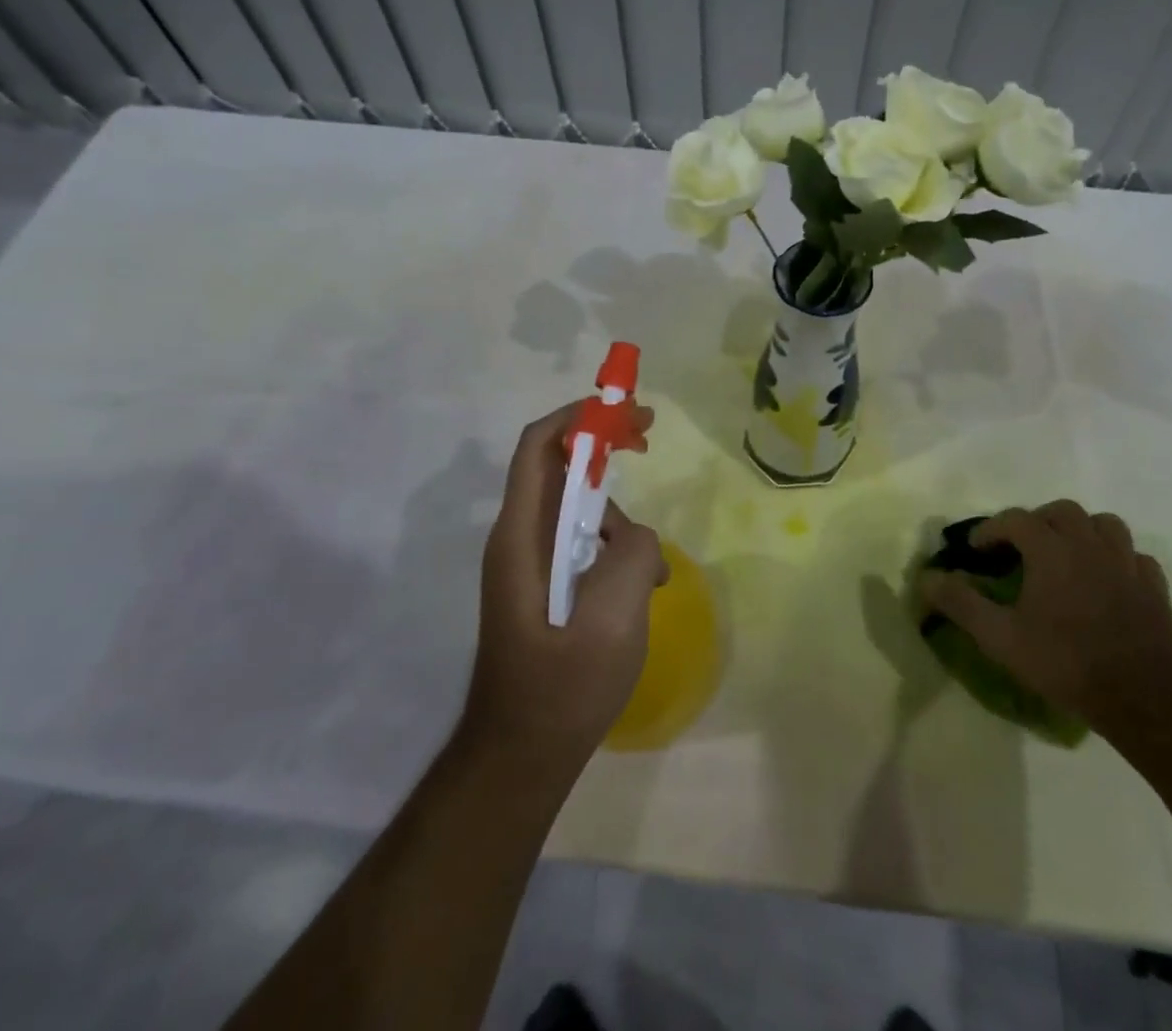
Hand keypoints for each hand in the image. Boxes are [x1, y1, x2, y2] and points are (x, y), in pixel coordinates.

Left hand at [460, 401, 666, 778]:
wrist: (521, 758)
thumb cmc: (561, 690)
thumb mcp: (612, 622)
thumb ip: (632, 557)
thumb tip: (636, 536)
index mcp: (521, 537)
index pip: (539, 446)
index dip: (579, 416)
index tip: (627, 412)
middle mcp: (519, 539)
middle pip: (559, 467)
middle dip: (604, 446)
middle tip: (648, 438)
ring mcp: (531, 564)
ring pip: (578, 510)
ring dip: (619, 518)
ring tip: (652, 572)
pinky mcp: (545, 587)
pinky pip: (583, 545)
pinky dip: (616, 551)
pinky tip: (642, 591)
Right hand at [920, 500, 1171, 735]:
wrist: (1144, 698)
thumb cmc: (1066, 662)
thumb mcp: (1000, 638)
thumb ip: (961, 603)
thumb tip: (926, 577)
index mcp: (1051, 550)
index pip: (1015, 519)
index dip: (991, 529)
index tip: (975, 549)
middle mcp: (1089, 545)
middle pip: (1061, 511)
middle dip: (1036, 521)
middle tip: (1021, 547)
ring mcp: (1127, 564)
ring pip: (1104, 524)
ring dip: (1081, 530)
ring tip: (1067, 553)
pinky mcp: (1155, 588)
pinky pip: (1135, 557)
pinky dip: (1117, 558)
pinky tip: (1108, 579)